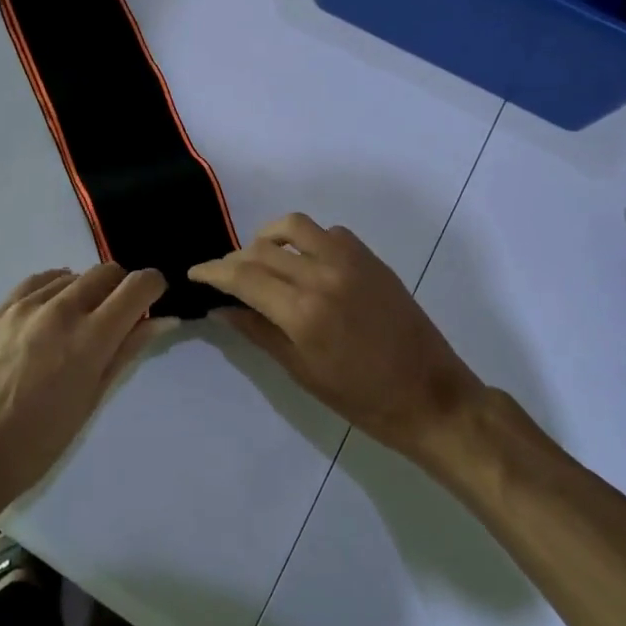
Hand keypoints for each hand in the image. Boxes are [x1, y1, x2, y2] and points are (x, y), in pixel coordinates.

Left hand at [0, 263, 167, 521]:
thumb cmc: (39, 442)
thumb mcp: (92, 400)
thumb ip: (127, 351)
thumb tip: (163, 320)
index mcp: (89, 339)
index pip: (136, 287)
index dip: (154, 286)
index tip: (155, 299)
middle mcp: (61, 311)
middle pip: (106, 272)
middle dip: (122, 288)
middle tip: (119, 318)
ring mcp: (26, 306)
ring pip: (74, 274)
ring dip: (88, 290)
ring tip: (80, 324)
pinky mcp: (1, 309)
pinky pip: (40, 280)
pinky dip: (57, 288)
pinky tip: (54, 311)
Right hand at [190, 214, 484, 462]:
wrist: (430, 395)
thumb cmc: (361, 398)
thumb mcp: (302, 371)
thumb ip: (258, 332)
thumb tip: (221, 307)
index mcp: (303, 312)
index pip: (243, 277)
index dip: (213, 272)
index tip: (195, 273)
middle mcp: (323, 275)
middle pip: (262, 249)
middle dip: (235, 259)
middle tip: (224, 276)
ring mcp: (351, 261)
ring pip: (295, 226)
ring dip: (268, 237)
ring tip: (261, 258)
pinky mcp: (371, 258)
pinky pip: (329, 233)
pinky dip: (307, 240)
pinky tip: (305, 263)